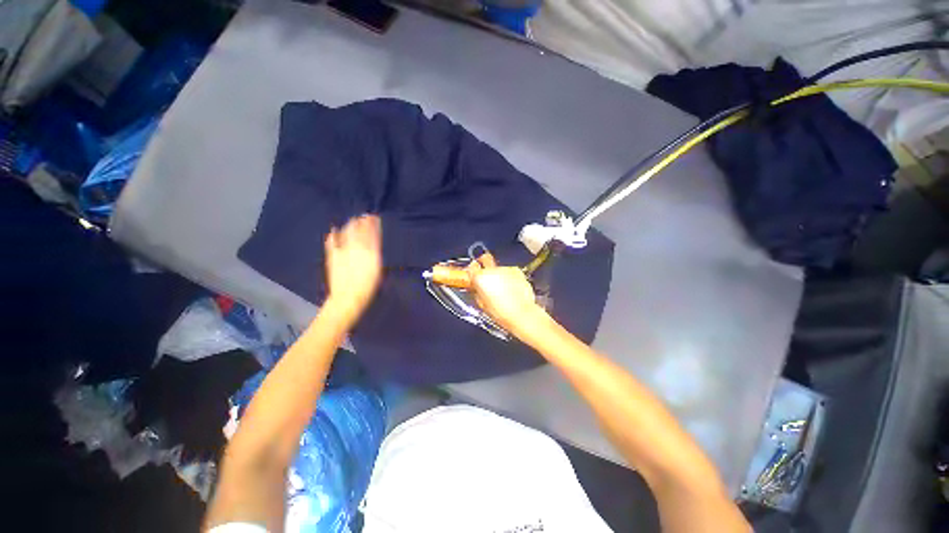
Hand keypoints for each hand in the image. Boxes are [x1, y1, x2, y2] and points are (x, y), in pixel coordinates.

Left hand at [323, 215, 381, 319]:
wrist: (348, 297)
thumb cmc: (368, 286)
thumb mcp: (377, 270)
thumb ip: (375, 254)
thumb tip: (374, 243)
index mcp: (370, 251)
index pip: (372, 233)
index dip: (373, 224)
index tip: (375, 217)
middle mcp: (357, 248)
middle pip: (359, 230)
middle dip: (362, 222)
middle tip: (364, 216)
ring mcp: (343, 251)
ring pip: (347, 233)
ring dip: (350, 225)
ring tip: (353, 221)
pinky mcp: (333, 256)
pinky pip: (332, 242)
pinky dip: (333, 235)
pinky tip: (334, 230)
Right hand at [471, 267, 548, 337]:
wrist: (522, 314)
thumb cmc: (501, 313)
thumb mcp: (482, 304)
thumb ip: (477, 292)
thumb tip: (477, 288)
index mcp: (480, 278)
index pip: (471, 267)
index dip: (472, 270)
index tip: (474, 275)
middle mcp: (492, 270)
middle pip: (485, 259)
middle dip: (484, 263)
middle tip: (486, 274)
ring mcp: (505, 269)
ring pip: (498, 267)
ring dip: (499, 274)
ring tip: (503, 288)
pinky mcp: (517, 270)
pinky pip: (510, 271)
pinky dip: (509, 277)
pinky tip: (512, 288)